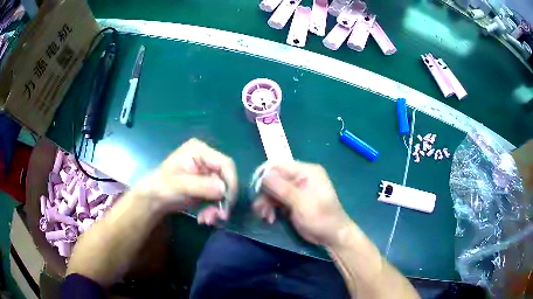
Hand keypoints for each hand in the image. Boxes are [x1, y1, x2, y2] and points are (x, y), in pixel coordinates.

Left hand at [134, 138, 237, 224]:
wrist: (153, 200)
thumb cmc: (162, 187)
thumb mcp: (179, 185)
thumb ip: (202, 186)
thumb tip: (223, 190)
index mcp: (199, 151)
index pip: (225, 163)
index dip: (230, 182)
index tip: (228, 202)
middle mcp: (206, 159)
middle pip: (226, 178)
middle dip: (222, 200)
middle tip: (219, 217)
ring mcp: (206, 173)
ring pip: (223, 191)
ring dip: (217, 208)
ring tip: (207, 220)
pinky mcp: (206, 186)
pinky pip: (217, 198)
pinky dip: (213, 209)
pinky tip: (204, 218)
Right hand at [254, 161, 353, 246]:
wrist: (332, 236)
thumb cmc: (320, 217)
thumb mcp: (300, 202)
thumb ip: (281, 187)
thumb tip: (263, 175)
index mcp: (306, 171)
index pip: (279, 165)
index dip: (264, 175)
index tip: (255, 190)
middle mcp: (301, 177)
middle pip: (274, 179)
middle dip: (265, 193)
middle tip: (259, 209)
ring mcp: (297, 189)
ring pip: (273, 190)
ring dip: (266, 203)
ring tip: (264, 216)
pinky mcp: (294, 201)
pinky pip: (277, 199)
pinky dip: (272, 208)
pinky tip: (270, 218)